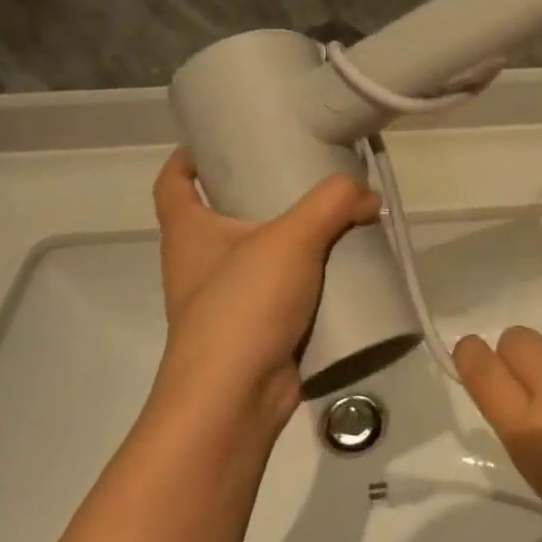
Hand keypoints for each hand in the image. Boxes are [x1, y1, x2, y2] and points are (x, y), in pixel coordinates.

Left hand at [151, 150, 380, 432]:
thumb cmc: (243, 307)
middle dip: (259, 191)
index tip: (222, 139)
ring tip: (336, 216)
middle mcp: (200, 262)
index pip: (173, 182)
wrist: (234, 402)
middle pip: (222, 213)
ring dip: (292, 237)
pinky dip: (309, 277)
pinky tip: (345, 267)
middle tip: (304, 172)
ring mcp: (227, 299)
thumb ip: (333, 203)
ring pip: (259, 253)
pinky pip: (284, 290)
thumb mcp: (292, 238)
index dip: (189, 157)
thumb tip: (367, 197)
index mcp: (188, 231)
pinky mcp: (256, 329)